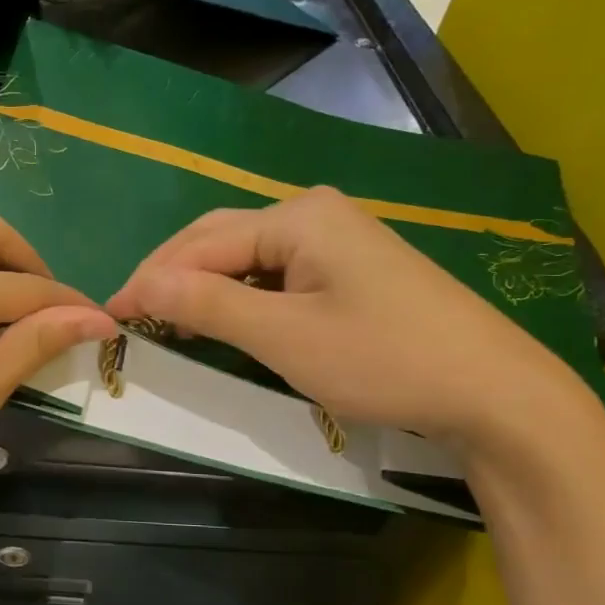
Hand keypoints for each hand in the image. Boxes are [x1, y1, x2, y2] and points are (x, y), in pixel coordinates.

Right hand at [106, 187, 586, 451]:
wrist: (494, 392)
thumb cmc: (384, 360)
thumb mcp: (285, 337)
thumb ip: (209, 304)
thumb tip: (141, 284)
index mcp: (298, 216)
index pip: (202, 243)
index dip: (151, 278)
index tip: (109, 313)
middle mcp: (314, 213)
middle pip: (222, 239)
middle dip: (173, 274)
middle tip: (131, 312)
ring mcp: (337, 239)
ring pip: (248, 257)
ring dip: (204, 284)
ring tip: (165, 316)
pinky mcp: (351, 268)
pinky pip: (277, 274)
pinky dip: (241, 296)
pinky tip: (223, 317)